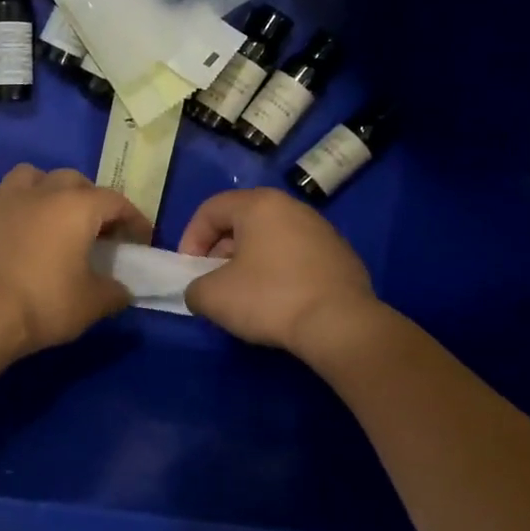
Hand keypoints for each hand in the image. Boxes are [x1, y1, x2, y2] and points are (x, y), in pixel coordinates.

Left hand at [0, 165, 152, 355]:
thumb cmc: (42, 304)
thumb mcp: (91, 305)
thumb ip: (114, 293)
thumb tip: (121, 290)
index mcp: (77, 207)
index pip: (115, 202)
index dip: (133, 218)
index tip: (140, 239)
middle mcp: (43, 191)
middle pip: (74, 180)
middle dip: (90, 199)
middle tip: (94, 228)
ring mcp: (5, 195)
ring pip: (33, 176)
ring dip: (48, 190)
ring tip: (50, 217)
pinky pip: (2, 193)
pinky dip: (14, 203)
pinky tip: (14, 226)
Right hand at [179, 188, 376, 355]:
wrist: (341, 325)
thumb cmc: (270, 299)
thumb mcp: (213, 297)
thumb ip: (195, 288)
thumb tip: (201, 291)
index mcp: (259, 205)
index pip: (211, 209)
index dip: (191, 238)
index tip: (188, 270)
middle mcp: (291, 207)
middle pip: (242, 221)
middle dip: (220, 250)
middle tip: (214, 281)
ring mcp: (321, 230)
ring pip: (271, 238)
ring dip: (250, 261)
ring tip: (245, 294)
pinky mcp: (341, 256)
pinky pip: (296, 256)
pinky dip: (279, 272)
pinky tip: (279, 301)